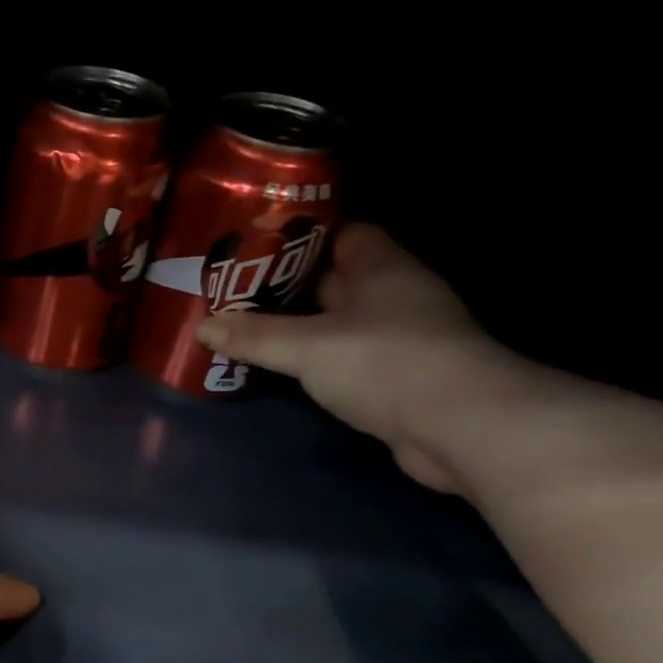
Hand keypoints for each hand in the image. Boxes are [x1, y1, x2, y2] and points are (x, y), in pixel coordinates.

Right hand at [195, 223, 511, 492]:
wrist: (460, 428)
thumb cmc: (386, 363)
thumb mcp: (309, 347)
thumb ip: (255, 336)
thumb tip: (202, 327)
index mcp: (382, 269)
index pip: (343, 234)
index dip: (302, 237)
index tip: (255, 247)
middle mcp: (394, 297)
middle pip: (335, 280)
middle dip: (288, 285)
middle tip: (235, 292)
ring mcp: (399, 340)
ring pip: (338, 324)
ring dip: (300, 328)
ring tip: (246, 329)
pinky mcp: (397, 379)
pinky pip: (346, 358)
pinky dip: (316, 361)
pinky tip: (283, 369)